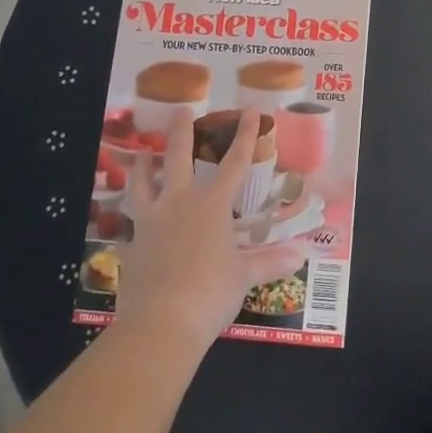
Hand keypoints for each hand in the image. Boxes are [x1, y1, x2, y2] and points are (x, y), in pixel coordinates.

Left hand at [114, 109, 309, 351]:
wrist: (160, 322)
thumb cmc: (210, 293)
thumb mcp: (243, 277)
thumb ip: (269, 262)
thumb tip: (300, 256)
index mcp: (211, 205)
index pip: (235, 162)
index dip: (246, 136)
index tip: (251, 111)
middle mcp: (179, 203)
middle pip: (178, 157)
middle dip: (182, 131)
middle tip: (181, 110)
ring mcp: (151, 221)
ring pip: (144, 182)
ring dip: (145, 164)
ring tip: (143, 152)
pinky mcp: (131, 243)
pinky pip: (132, 218)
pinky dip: (135, 210)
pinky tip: (136, 214)